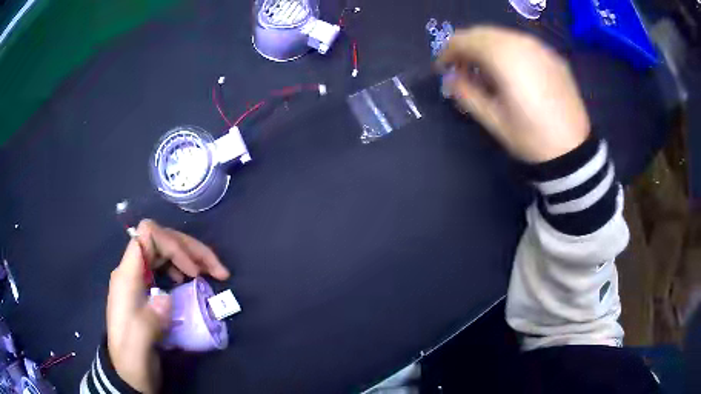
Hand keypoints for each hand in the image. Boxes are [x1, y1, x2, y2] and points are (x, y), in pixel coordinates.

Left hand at [107, 219, 229, 392]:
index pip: (147, 236)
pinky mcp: (145, 288)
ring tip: (213, 273)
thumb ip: (147, 322)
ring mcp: (138, 279)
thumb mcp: (138, 348)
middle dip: (191, 249)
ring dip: (191, 256)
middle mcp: (132, 271)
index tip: (193, 272)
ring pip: (165, 250)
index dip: (174, 245)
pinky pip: (165, 265)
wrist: (127, 373)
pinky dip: (184, 267)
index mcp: (126, 277)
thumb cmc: (132, 360)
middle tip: (218, 270)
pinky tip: (192, 281)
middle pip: (161, 240)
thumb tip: (166, 298)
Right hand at [437, 26, 589, 162]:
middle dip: (466, 47)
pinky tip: (510, 70)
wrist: (574, 151)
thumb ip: (466, 94)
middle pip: (481, 33)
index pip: (464, 41)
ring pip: (502, 35)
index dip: (447, 53)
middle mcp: (520, 43)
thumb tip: (450, 79)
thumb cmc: (531, 138)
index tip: (443, 69)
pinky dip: (507, 49)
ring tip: (485, 70)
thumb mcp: (493, 120)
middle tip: (462, 69)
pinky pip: (521, 43)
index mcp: (503, 57)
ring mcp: (539, 47)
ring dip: (486, 47)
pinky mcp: (552, 56)